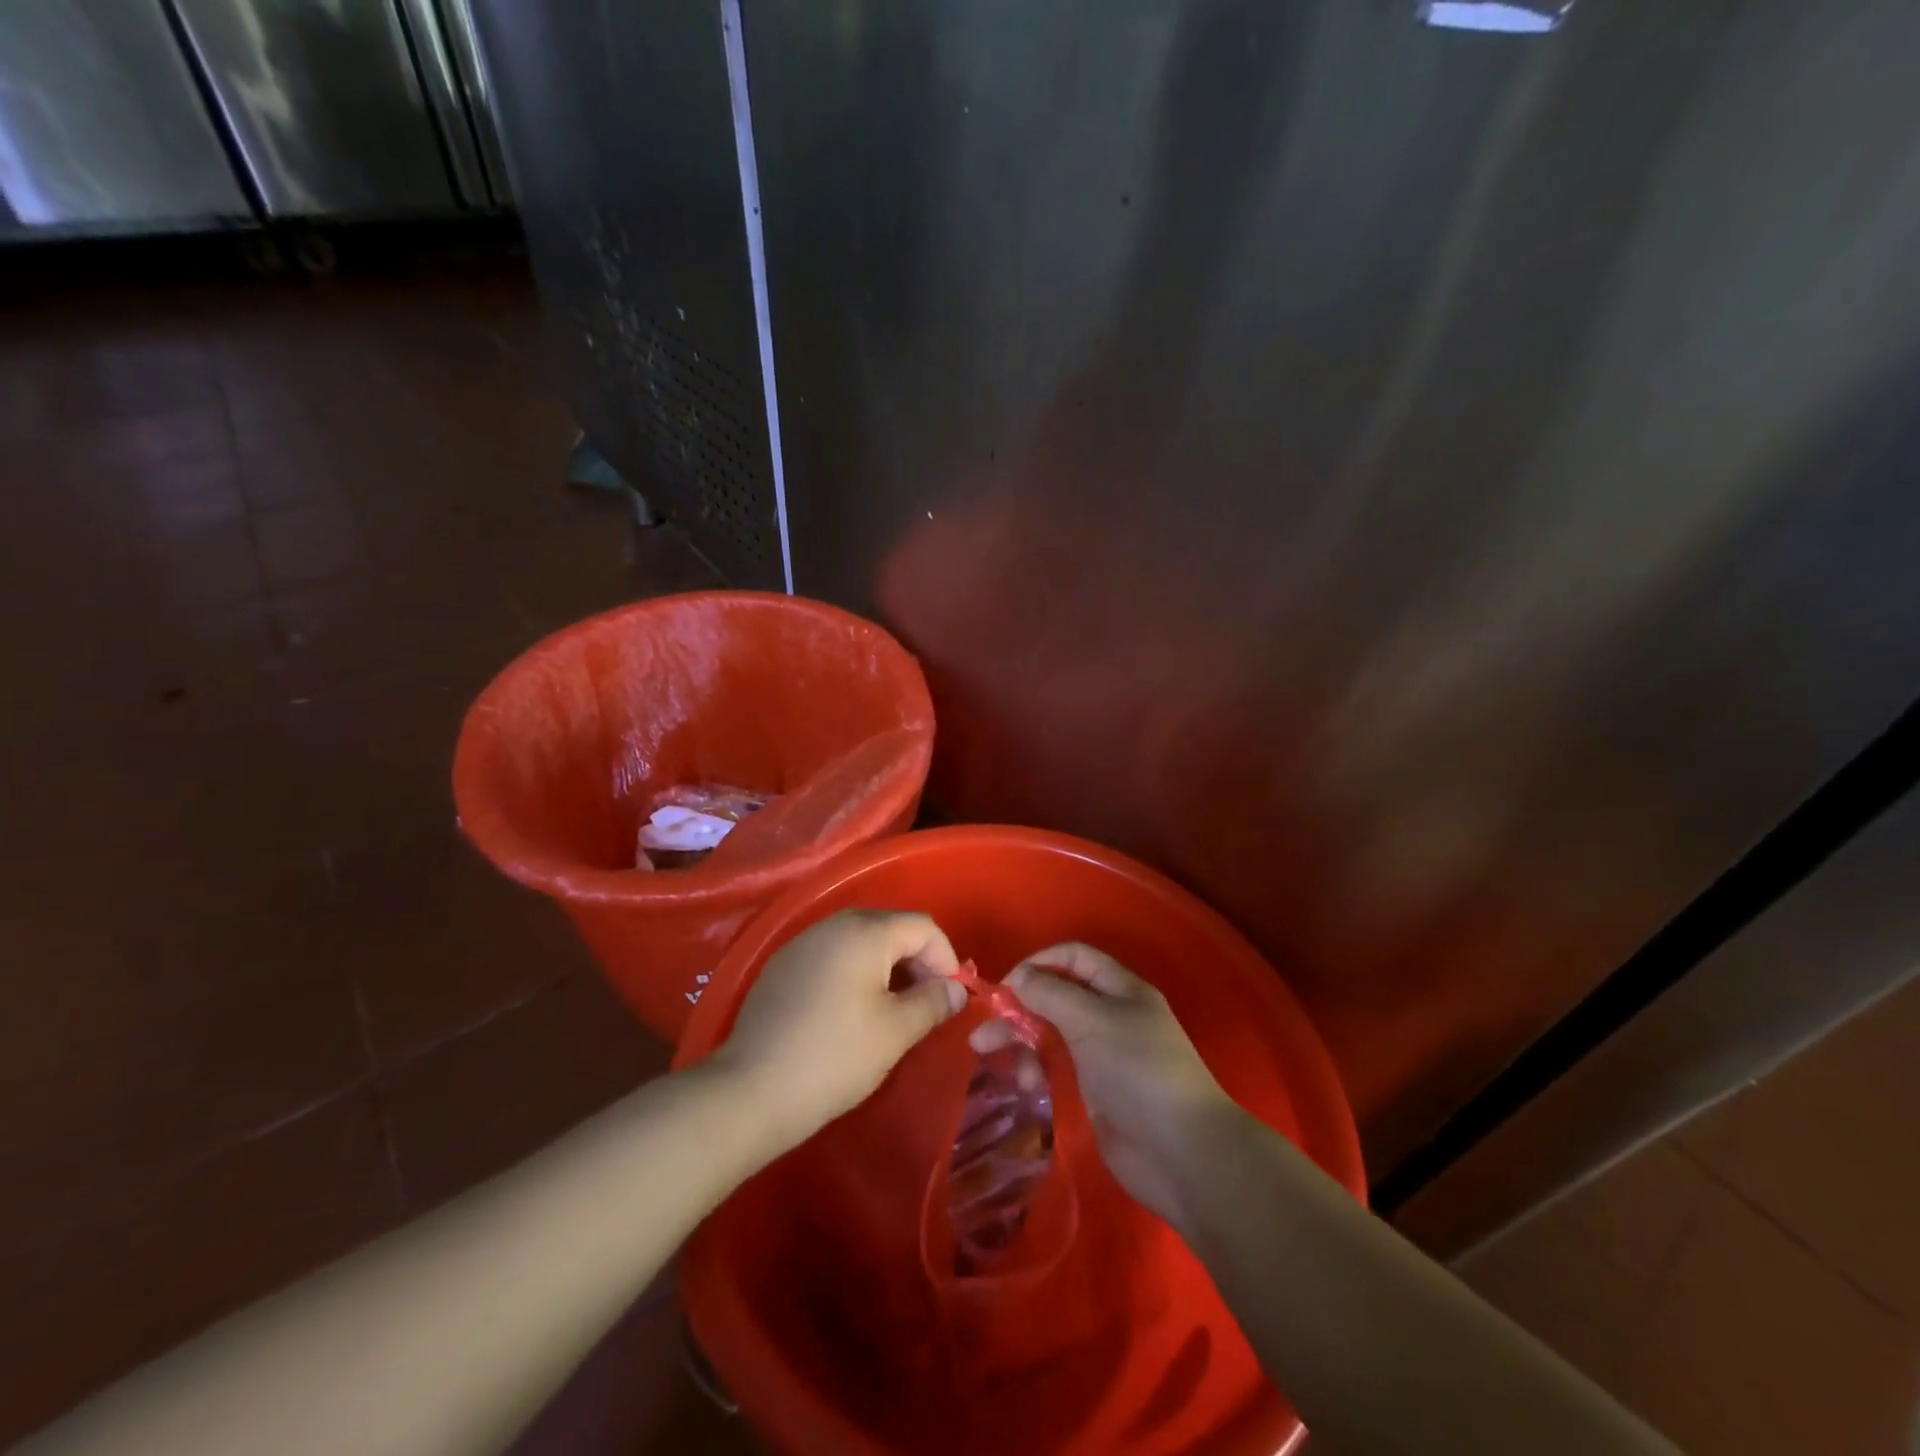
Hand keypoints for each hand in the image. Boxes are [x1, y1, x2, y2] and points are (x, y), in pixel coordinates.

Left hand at [711, 909, 965, 1152]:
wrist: (750, 1091)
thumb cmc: (834, 1057)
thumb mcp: (895, 1032)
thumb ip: (933, 1002)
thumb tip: (956, 989)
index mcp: (865, 931)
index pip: (922, 926)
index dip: (946, 958)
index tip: (951, 997)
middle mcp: (833, 924)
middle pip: (891, 927)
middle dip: (917, 960)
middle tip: (925, 1003)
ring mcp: (803, 943)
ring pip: (860, 940)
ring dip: (886, 967)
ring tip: (893, 1009)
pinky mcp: (782, 965)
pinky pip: (832, 955)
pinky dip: (854, 972)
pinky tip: (851, 1012)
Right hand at [972, 943, 1233, 1228]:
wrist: (1180, 1152)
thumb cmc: (1139, 1071)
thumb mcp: (1093, 1020)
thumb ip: (1051, 994)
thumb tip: (1017, 978)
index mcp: (1120, 989)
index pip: (1074, 958)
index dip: (1039, 962)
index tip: (1006, 984)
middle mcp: (1111, 1015)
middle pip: (1056, 995)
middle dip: (1019, 1006)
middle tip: (984, 1025)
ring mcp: (1103, 1053)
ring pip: (1051, 1031)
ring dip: (1019, 1038)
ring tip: (985, 1054)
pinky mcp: (1095, 1089)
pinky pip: (1056, 1065)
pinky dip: (1034, 1067)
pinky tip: (1020, 1083)